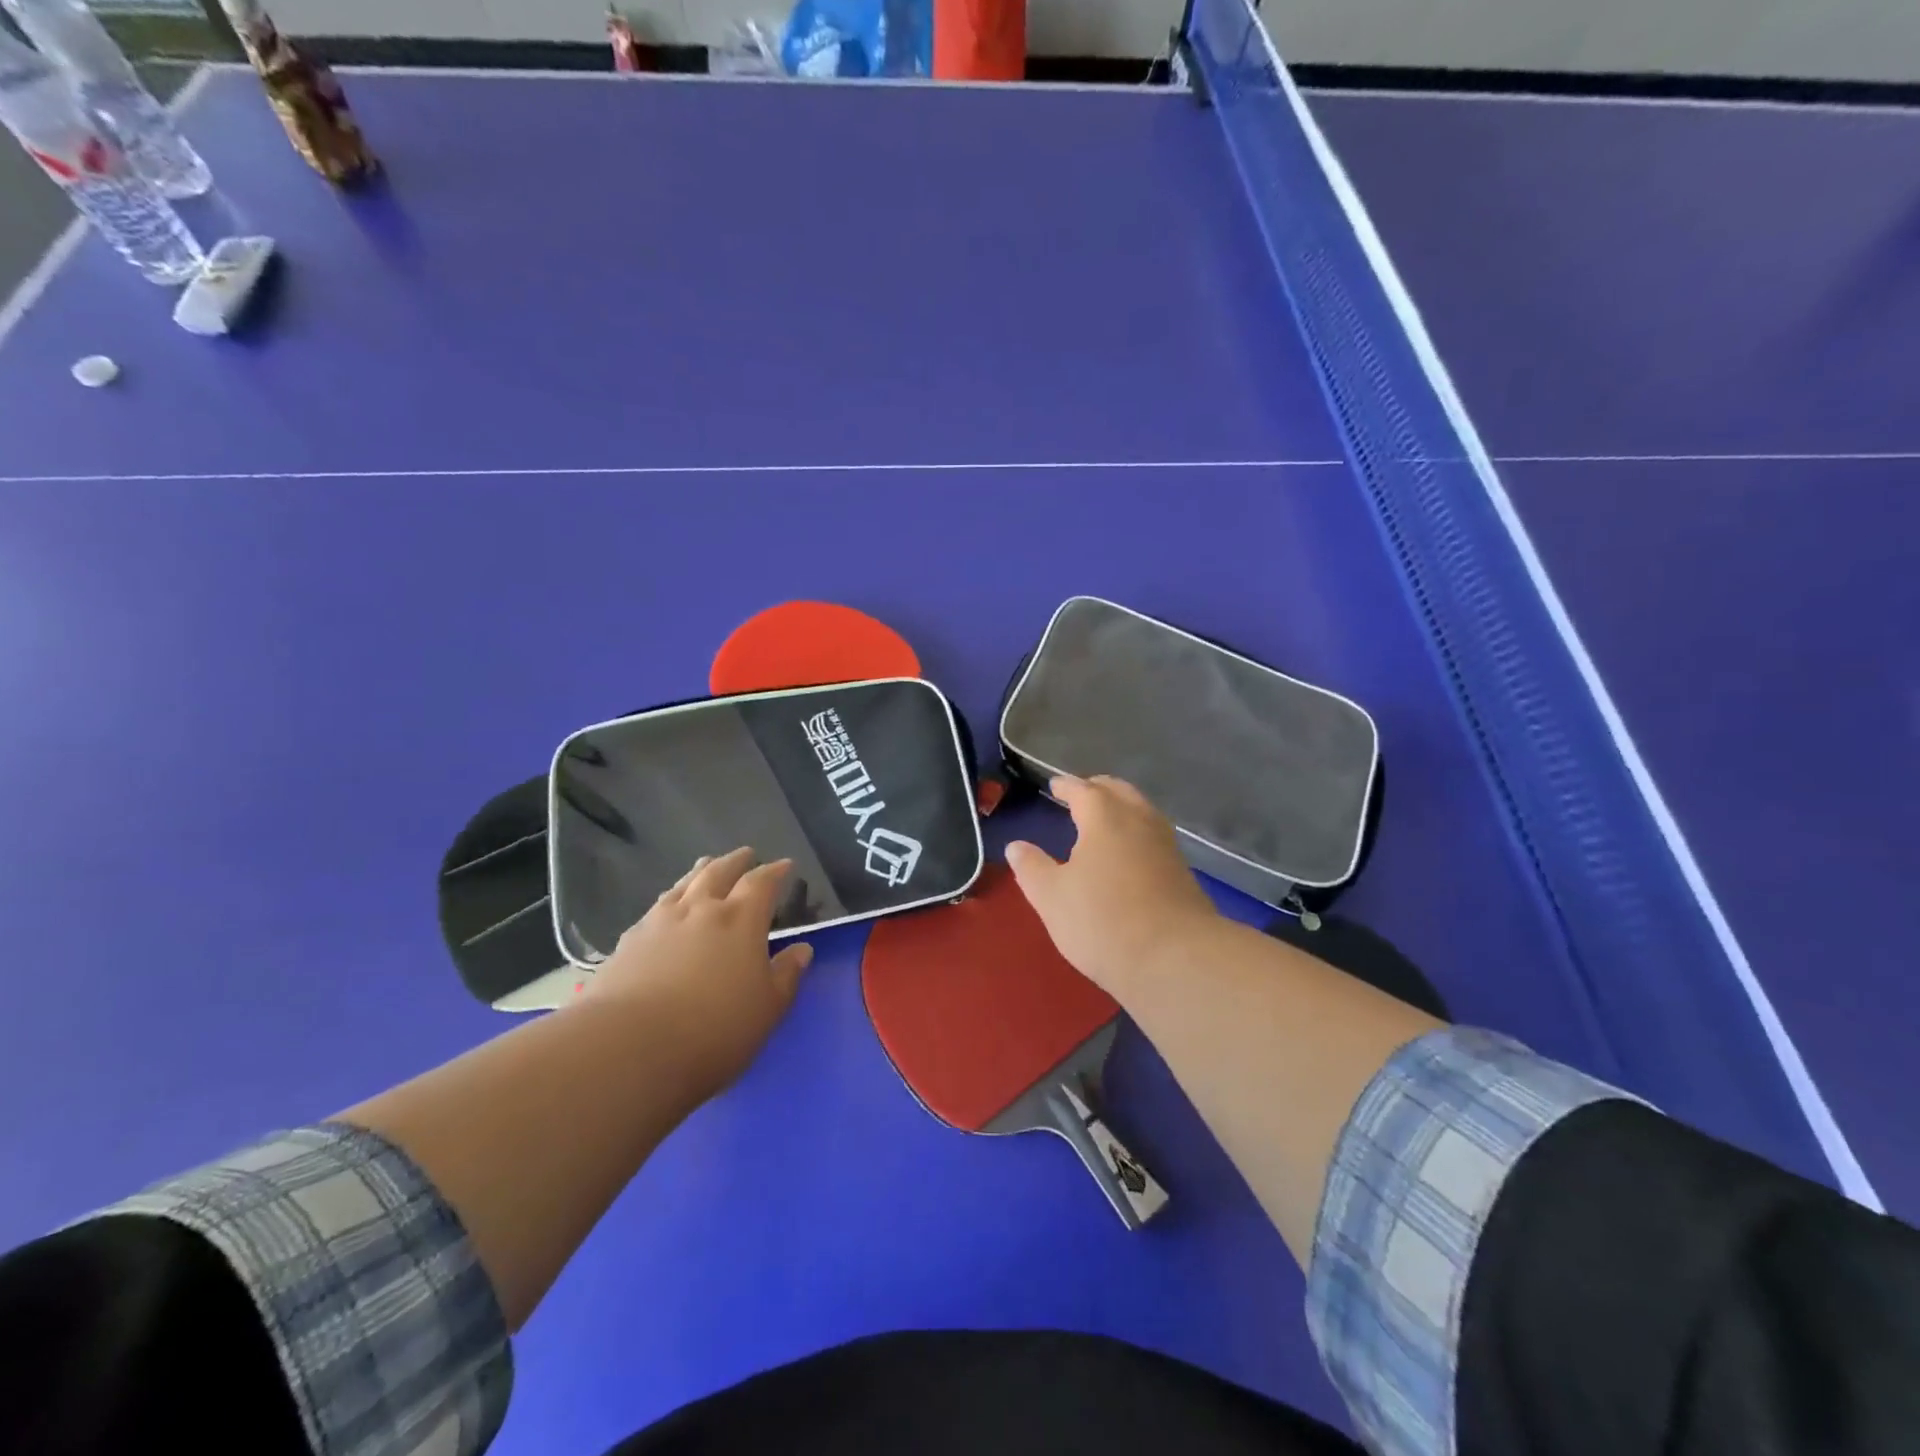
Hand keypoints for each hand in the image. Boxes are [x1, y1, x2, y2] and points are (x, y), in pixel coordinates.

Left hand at [584, 848, 813, 1097]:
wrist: (628, 1048)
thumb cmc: (713, 1030)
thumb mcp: (767, 1009)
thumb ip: (786, 976)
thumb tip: (802, 949)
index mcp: (740, 920)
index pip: (761, 883)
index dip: (775, 872)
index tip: (785, 865)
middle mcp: (700, 910)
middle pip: (719, 872)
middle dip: (736, 861)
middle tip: (746, 854)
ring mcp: (659, 922)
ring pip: (684, 885)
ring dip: (700, 872)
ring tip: (705, 866)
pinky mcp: (628, 942)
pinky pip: (656, 908)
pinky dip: (670, 900)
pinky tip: (666, 909)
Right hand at [1006, 775, 1222, 994]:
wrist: (1176, 959)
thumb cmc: (1103, 921)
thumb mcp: (1051, 897)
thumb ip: (1032, 868)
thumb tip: (1017, 846)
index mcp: (1105, 818)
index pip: (1083, 790)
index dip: (1066, 786)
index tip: (1055, 785)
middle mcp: (1140, 821)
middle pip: (1119, 792)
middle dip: (1098, 789)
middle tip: (1081, 794)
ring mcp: (1166, 846)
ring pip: (1143, 812)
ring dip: (1122, 808)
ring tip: (1105, 821)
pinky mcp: (1183, 872)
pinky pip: (1155, 837)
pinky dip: (1137, 833)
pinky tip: (1130, 854)